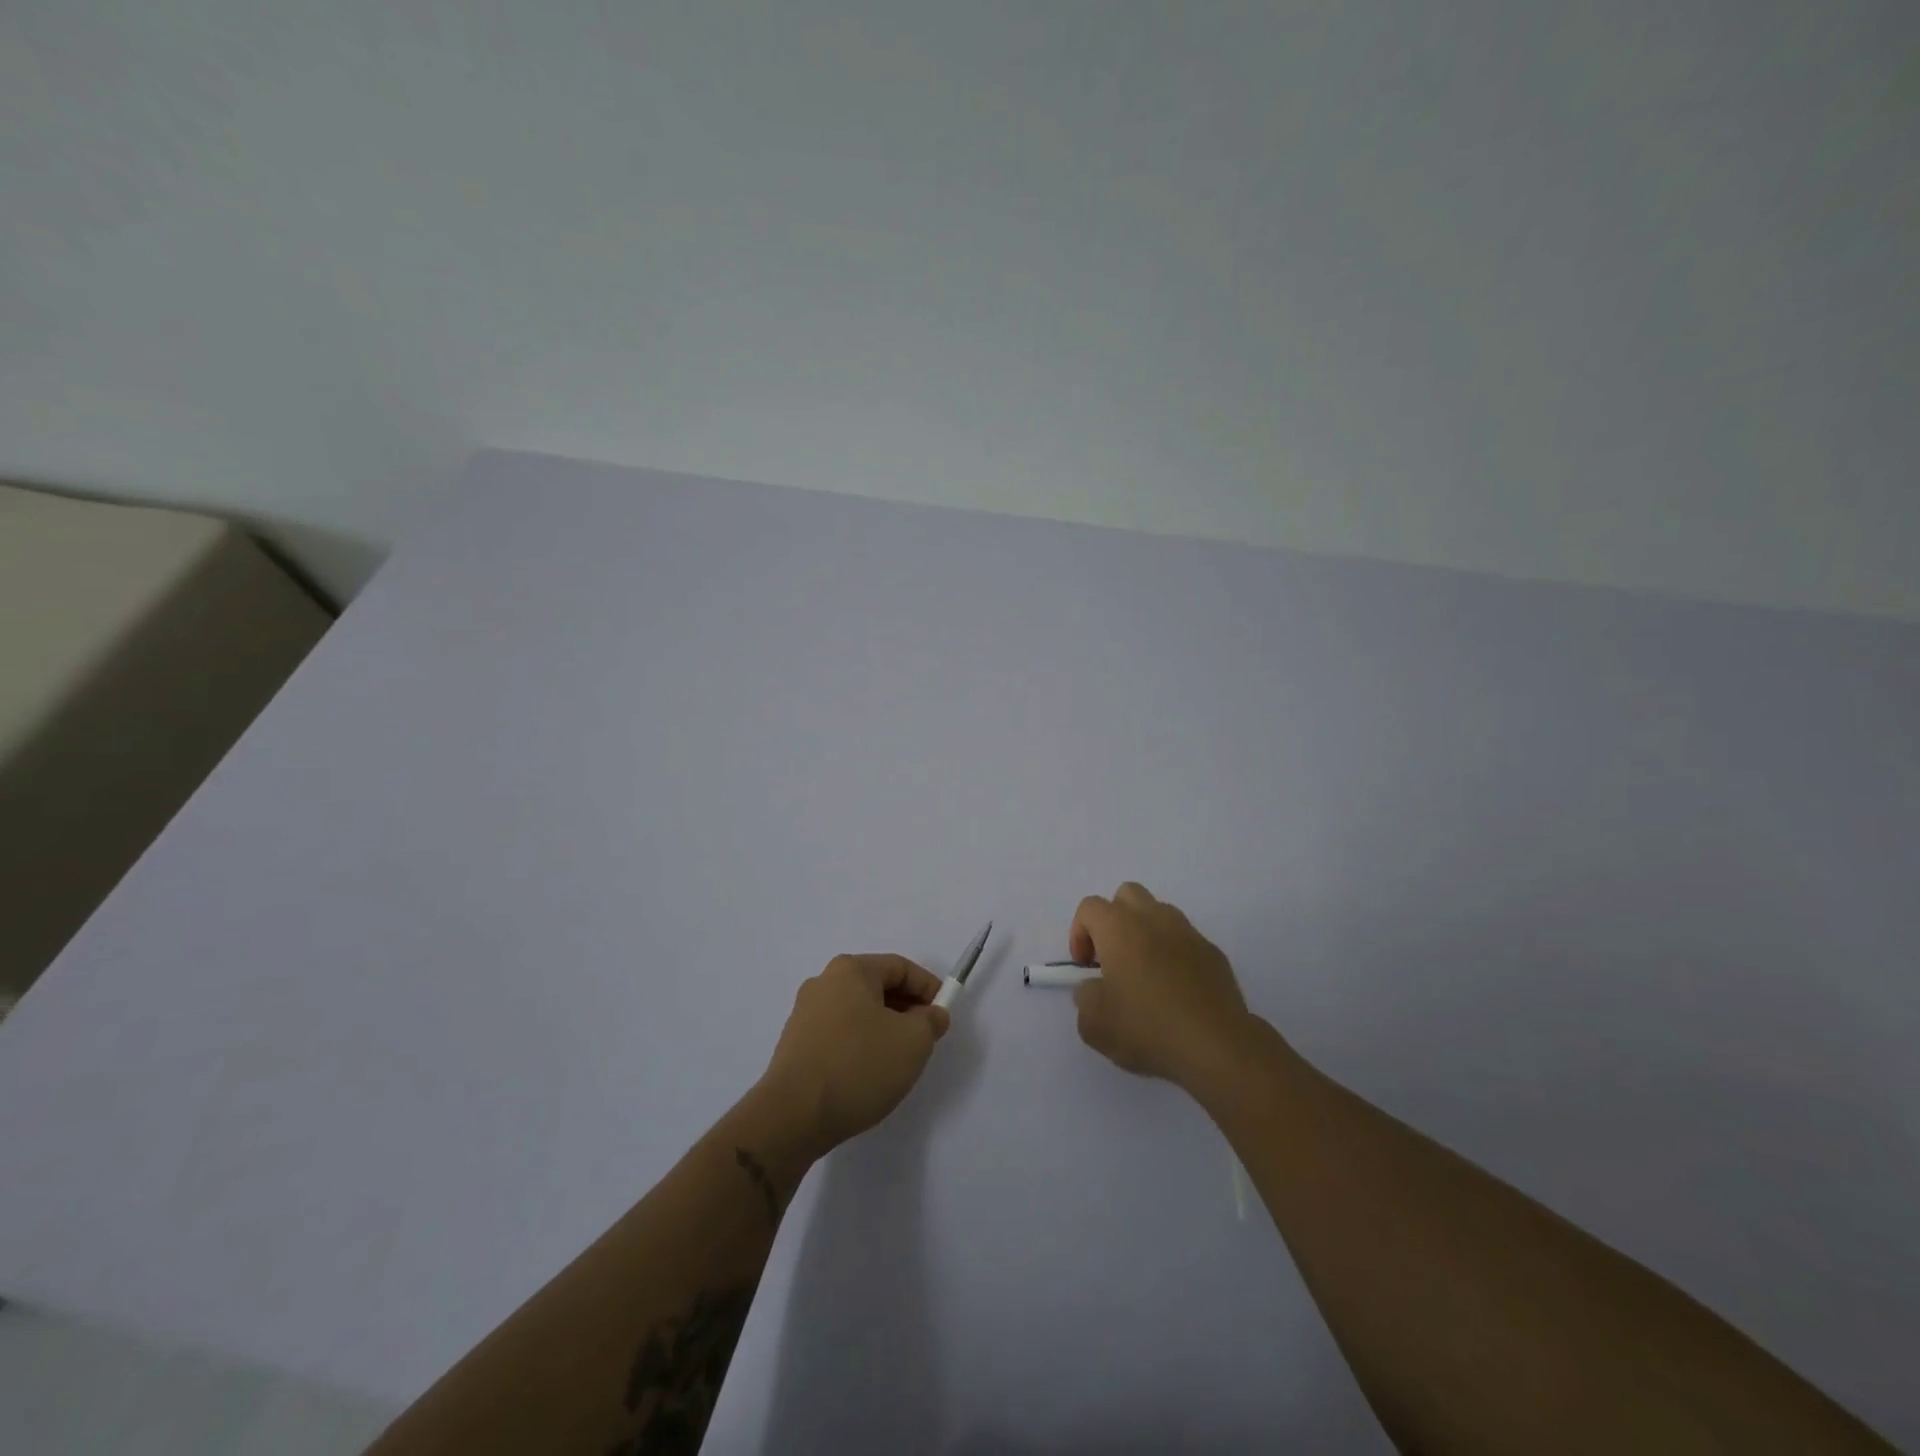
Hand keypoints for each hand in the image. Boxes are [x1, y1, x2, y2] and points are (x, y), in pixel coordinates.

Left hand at [758, 954, 950, 1155]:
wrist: (792, 1117)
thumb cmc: (858, 1066)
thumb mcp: (913, 1042)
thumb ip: (931, 1021)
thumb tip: (931, 1014)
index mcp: (850, 970)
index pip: (900, 967)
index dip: (928, 988)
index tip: (943, 1015)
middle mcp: (823, 983)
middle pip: (877, 987)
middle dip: (906, 1009)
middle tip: (925, 1038)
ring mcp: (804, 1014)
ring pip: (858, 1012)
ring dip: (884, 1029)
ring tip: (898, 1060)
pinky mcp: (795, 1045)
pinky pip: (839, 1034)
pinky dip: (860, 1046)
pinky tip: (868, 1074)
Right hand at [1069, 883, 1255, 1090]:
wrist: (1215, 1046)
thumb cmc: (1147, 1028)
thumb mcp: (1094, 1024)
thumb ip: (1085, 997)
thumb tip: (1094, 987)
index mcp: (1118, 927)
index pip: (1089, 908)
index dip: (1079, 933)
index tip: (1084, 967)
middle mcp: (1153, 918)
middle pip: (1126, 896)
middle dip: (1113, 920)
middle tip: (1112, 958)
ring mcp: (1187, 932)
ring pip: (1159, 914)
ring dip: (1145, 933)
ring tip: (1145, 973)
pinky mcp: (1213, 952)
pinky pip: (1185, 941)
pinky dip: (1174, 954)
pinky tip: (1176, 990)